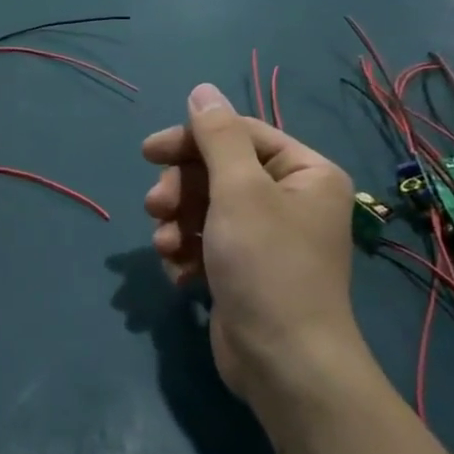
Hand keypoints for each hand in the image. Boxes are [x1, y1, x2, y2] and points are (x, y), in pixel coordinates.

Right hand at [142, 85, 364, 404]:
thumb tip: (202, 90)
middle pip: (218, 171)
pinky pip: (206, 243)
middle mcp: (290, 200)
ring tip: (166, 246)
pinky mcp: (243, 270)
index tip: (148, 152)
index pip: (240, 134)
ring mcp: (265, 238)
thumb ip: (217, 136)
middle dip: (181, 189)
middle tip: (155, 207)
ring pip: (205, 208)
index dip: (192, 139)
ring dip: (177, 223)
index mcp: (304, 173)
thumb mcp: (239, 190)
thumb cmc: (267, 266)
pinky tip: (180, 273)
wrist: (283, 363)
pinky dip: (187, 253)